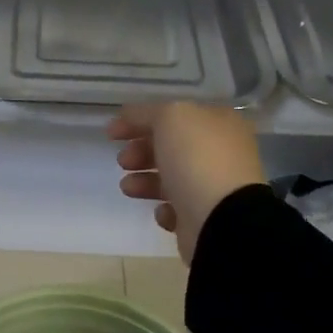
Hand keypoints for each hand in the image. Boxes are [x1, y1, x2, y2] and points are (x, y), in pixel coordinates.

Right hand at [108, 102, 264, 263]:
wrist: (221, 219)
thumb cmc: (197, 159)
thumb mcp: (170, 118)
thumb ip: (147, 113)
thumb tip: (129, 116)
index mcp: (219, 123)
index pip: (175, 115)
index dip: (140, 120)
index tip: (111, 133)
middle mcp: (221, 153)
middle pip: (172, 148)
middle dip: (141, 152)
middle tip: (123, 161)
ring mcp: (215, 187)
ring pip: (172, 179)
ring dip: (144, 181)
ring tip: (128, 187)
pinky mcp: (206, 218)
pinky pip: (179, 209)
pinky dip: (165, 209)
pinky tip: (162, 211)